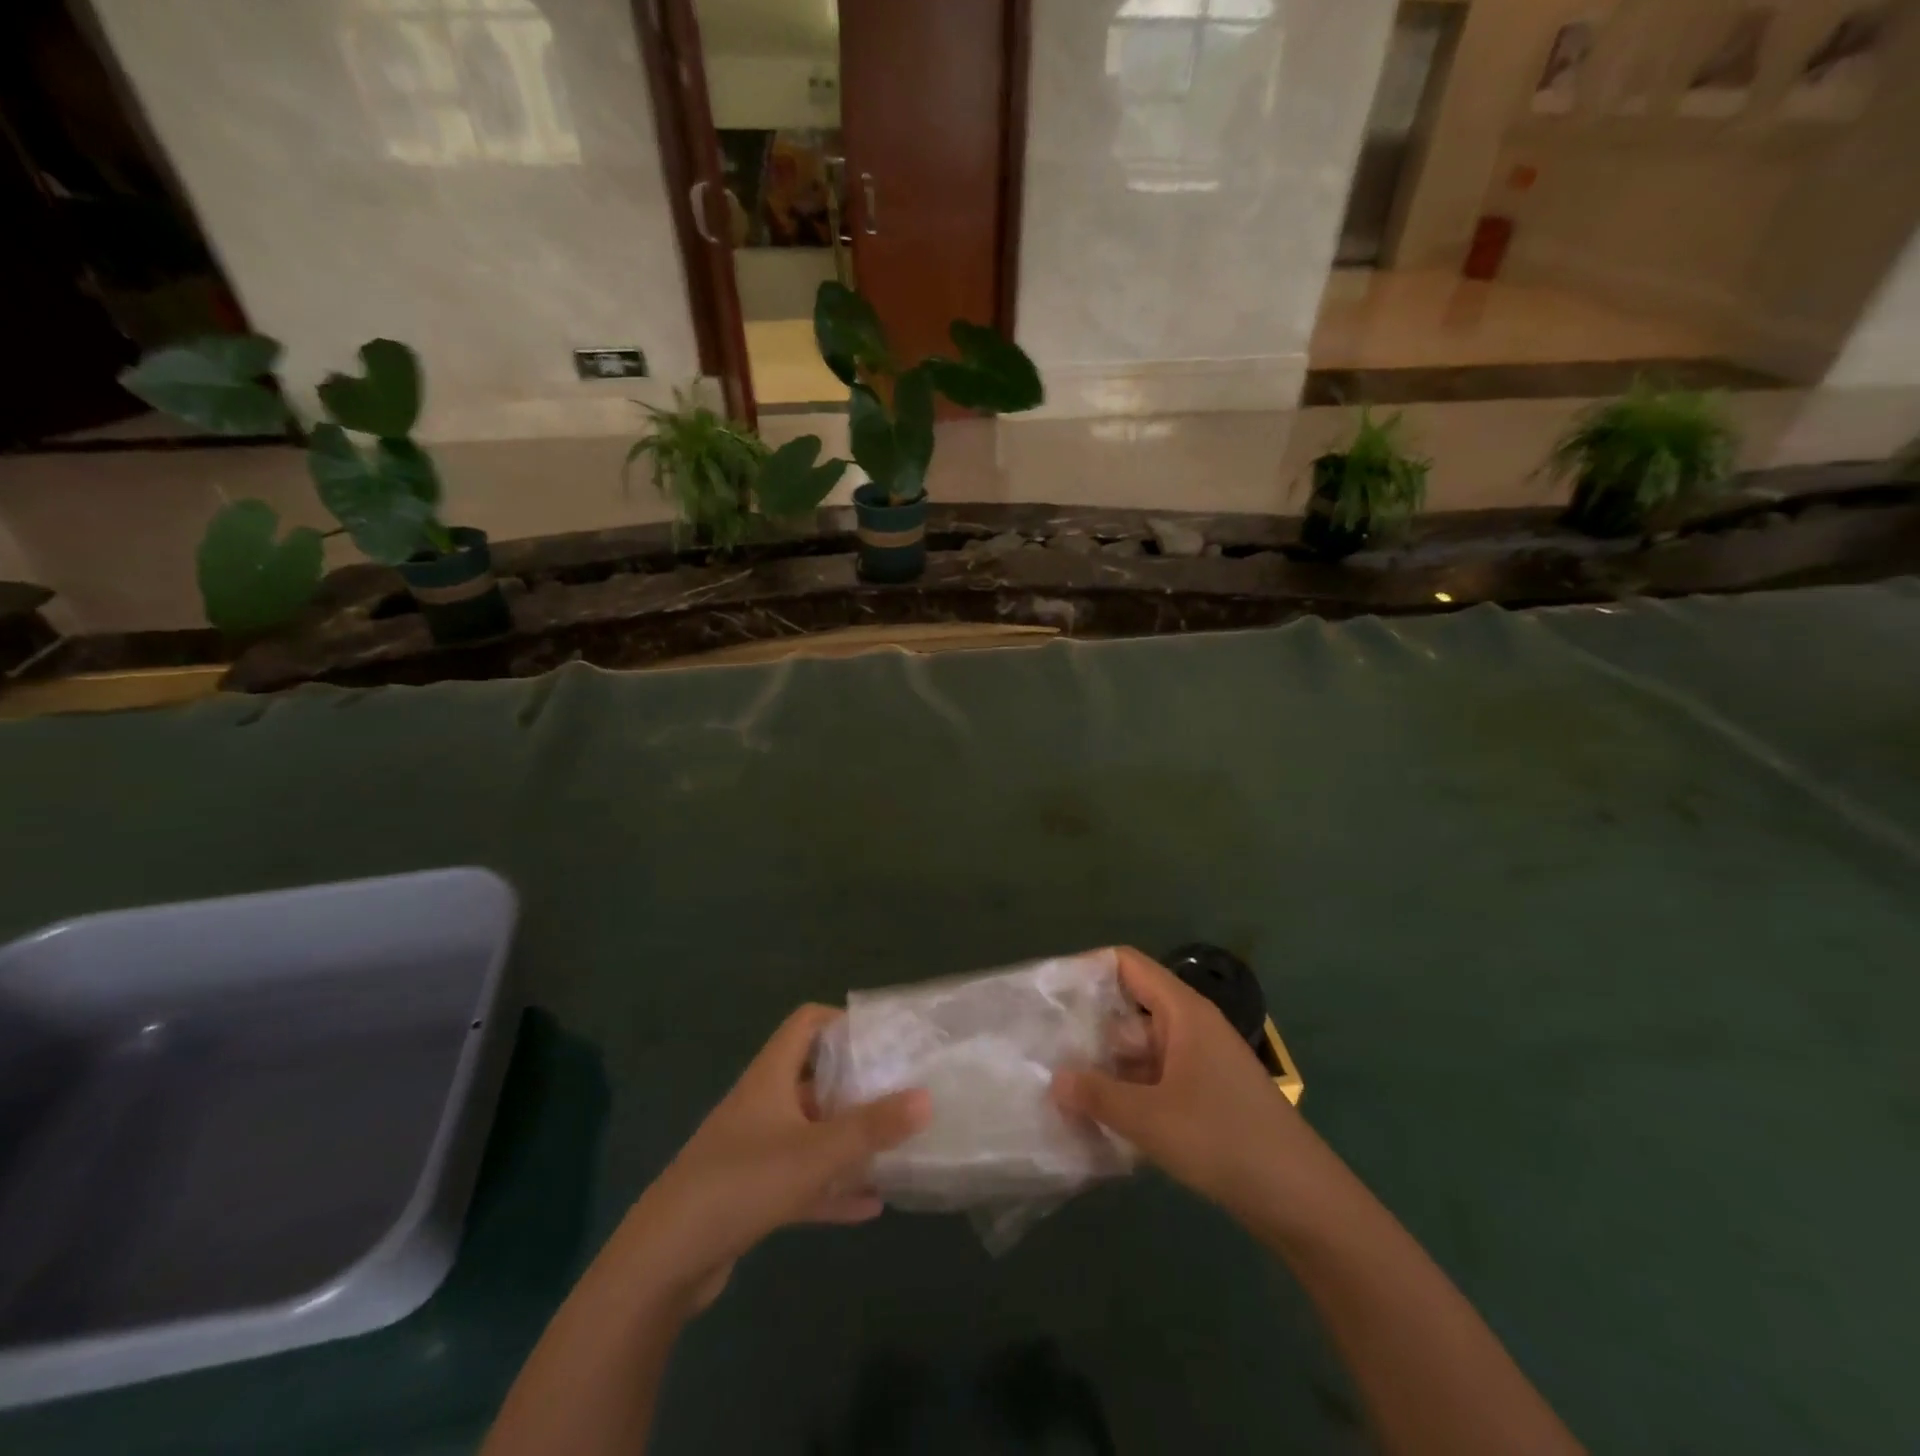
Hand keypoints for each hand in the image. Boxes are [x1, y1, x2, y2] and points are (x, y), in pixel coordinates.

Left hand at [617, 1004, 929, 1313]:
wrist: (664, 1261)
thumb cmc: (742, 1182)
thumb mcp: (815, 1153)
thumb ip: (872, 1127)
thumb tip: (927, 1097)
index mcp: (770, 1077)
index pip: (806, 1023)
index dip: (842, 1021)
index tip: (883, 1037)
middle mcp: (762, 1104)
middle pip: (813, 1077)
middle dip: (855, 1084)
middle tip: (900, 1090)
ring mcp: (754, 1150)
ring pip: (810, 1131)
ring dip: (846, 1138)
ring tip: (893, 1144)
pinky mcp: (751, 1193)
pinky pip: (801, 1180)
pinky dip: (832, 1188)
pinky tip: (870, 1206)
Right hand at [1051, 947, 1312, 1221]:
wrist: (1302, 1199)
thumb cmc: (1224, 1140)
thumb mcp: (1151, 1118)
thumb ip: (1098, 1096)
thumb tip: (1055, 1079)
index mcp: (1182, 1011)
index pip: (1127, 964)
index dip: (1088, 968)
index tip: (1050, 991)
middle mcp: (1190, 1026)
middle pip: (1129, 1007)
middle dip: (1089, 1026)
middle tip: (1044, 1046)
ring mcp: (1198, 1061)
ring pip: (1140, 1048)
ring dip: (1106, 1065)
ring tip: (1060, 1084)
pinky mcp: (1204, 1094)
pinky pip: (1155, 1078)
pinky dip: (1128, 1090)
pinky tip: (1098, 1116)